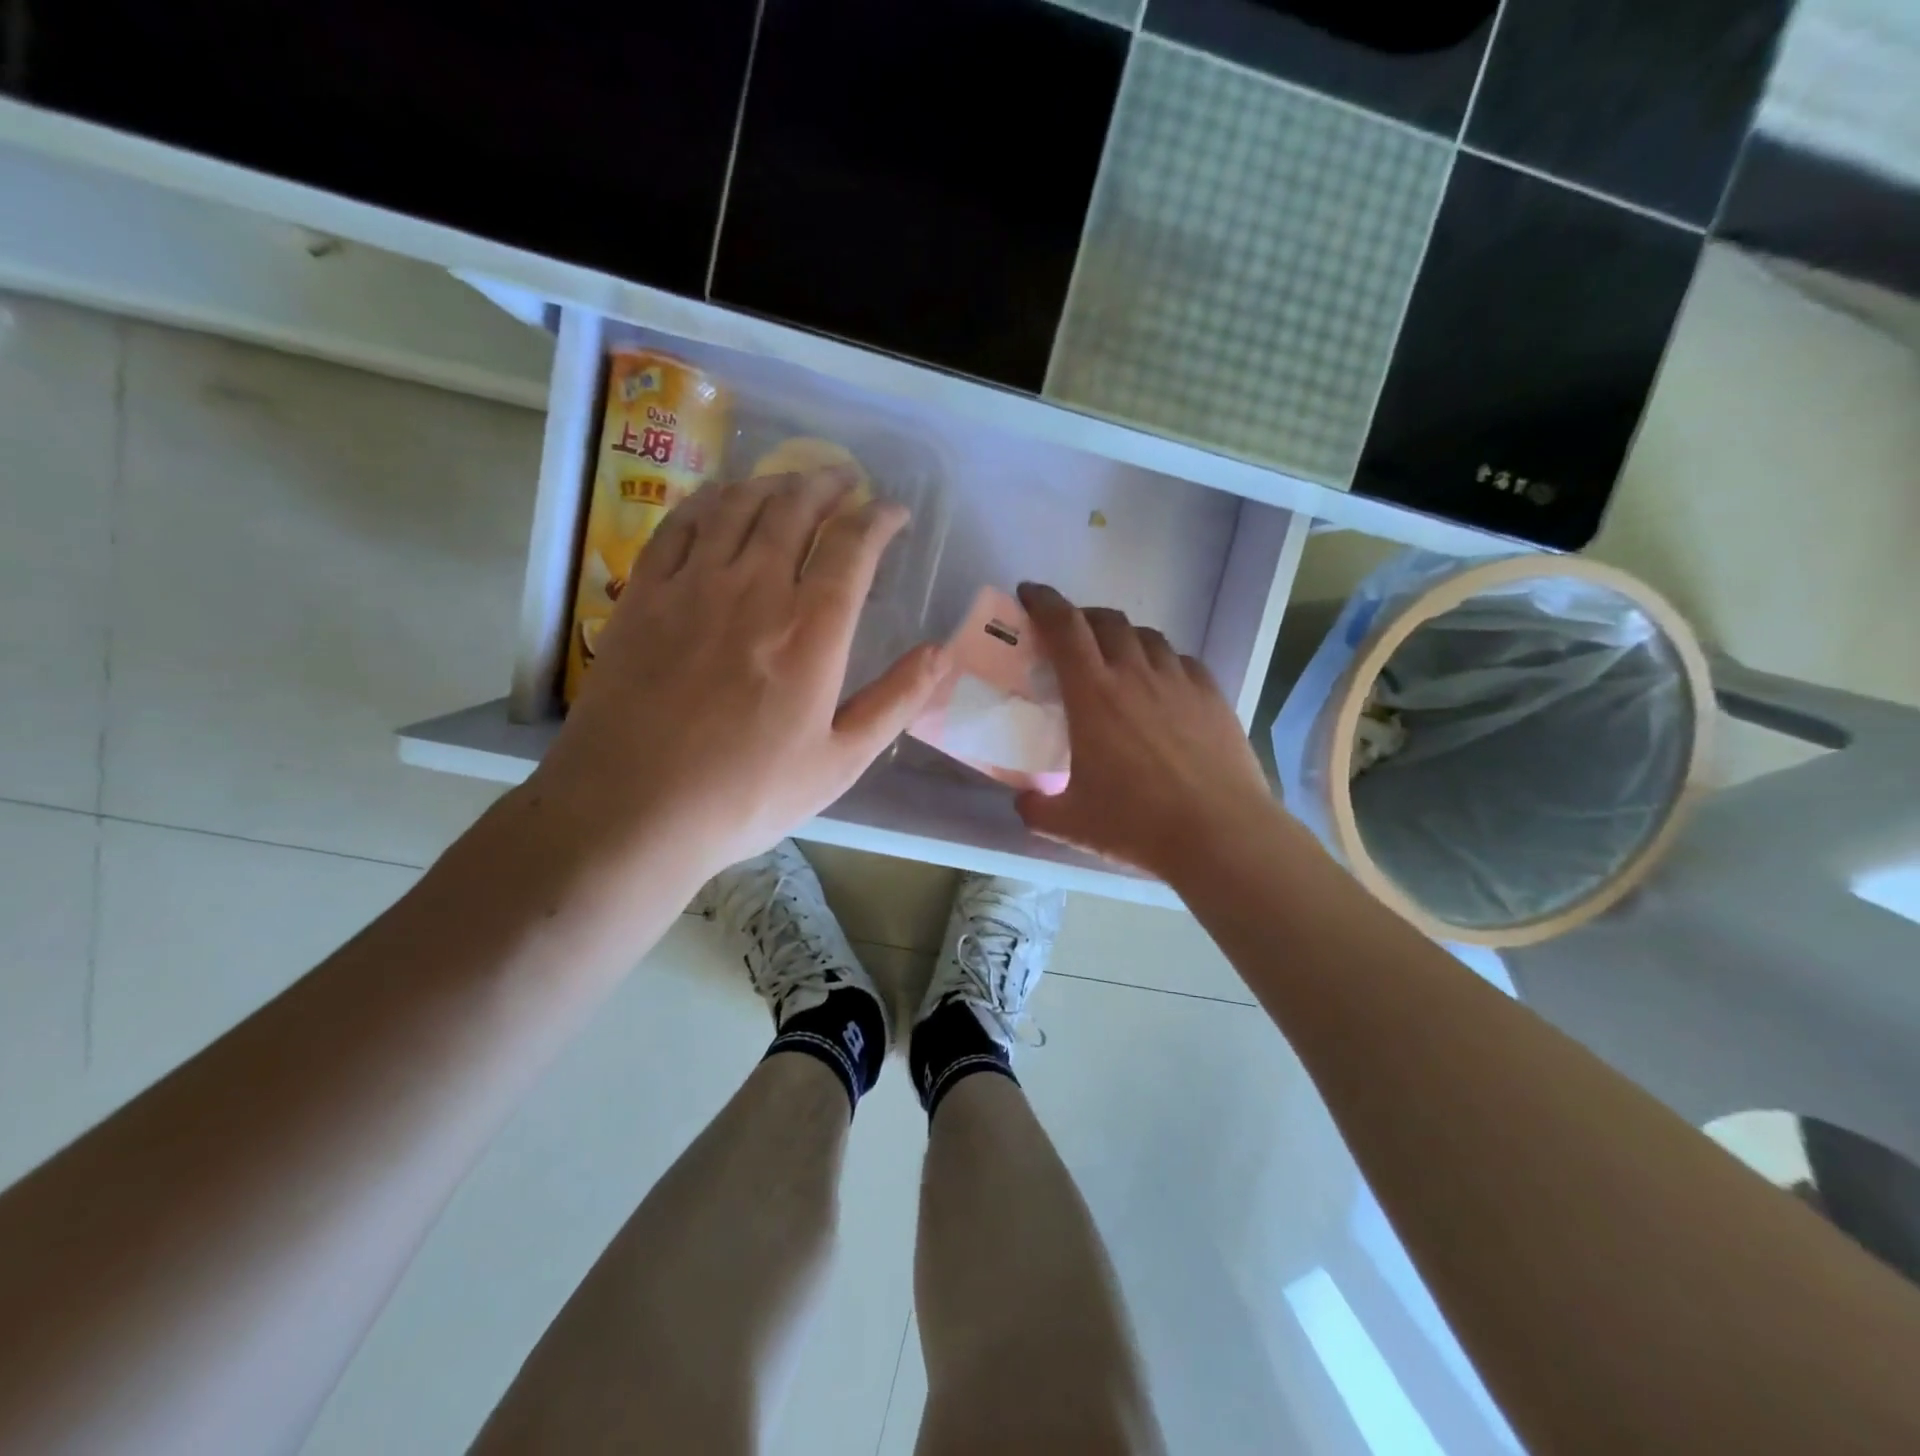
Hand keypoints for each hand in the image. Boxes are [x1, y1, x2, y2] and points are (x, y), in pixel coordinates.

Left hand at [535, 467, 947, 878]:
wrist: (632, 809)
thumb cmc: (746, 794)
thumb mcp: (840, 761)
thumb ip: (895, 701)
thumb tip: (941, 653)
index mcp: (811, 630)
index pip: (853, 547)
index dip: (878, 518)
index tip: (893, 512)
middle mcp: (755, 589)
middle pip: (795, 509)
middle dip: (828, 484)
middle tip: (846, 479)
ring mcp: (692, 586)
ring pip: (738, 506)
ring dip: (773, 483)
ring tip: (792, 482)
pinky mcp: (644, 595)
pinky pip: (680, 524)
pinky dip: (709, 500)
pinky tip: (721, 499)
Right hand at [1014, 582, 1280, 882]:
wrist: (1220, 834)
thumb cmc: (1137, 824)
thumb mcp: (1070, 822)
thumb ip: (1035, 808)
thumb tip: (1023, 801)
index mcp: (1093, 694)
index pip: (1064, 627)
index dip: (1043, 602)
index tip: (1030, 593)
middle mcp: (1136, 674)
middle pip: (1107, 621)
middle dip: (1083, 617)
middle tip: (1070, 634)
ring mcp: (1179, 681)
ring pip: (1147, 637)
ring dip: (1124, 638)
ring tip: (1117, 659)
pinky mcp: (1213, 696)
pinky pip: (1182, 661)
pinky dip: (1163, 662)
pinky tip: (1163, 685)